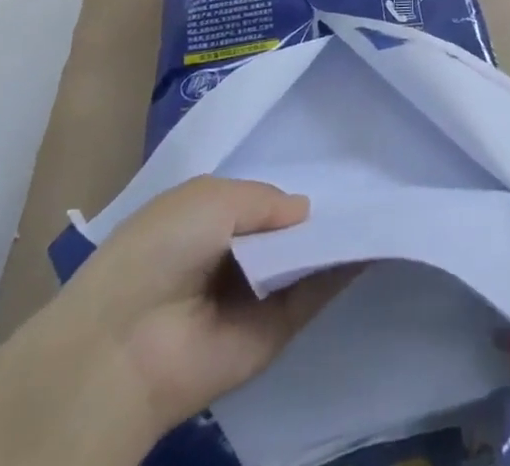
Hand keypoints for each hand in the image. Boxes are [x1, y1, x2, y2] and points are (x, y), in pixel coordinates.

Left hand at [0, 176, 345, 465]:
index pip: (260, 201)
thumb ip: (265, 200)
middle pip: (286, 231)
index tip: (337, 164)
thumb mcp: (211, 197)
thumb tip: (306, 212)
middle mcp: (234, 256)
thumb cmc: (161, 248)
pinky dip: (342, 271)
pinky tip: (373, 242)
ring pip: (305, 261)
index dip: (289, 189)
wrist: (128, 344)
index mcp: (209, 220)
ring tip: (382, 204)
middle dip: (318, 212)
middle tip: (369, 182)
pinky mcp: (275, 332)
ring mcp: (256, 295)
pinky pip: (313, 295)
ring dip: (337, 238)